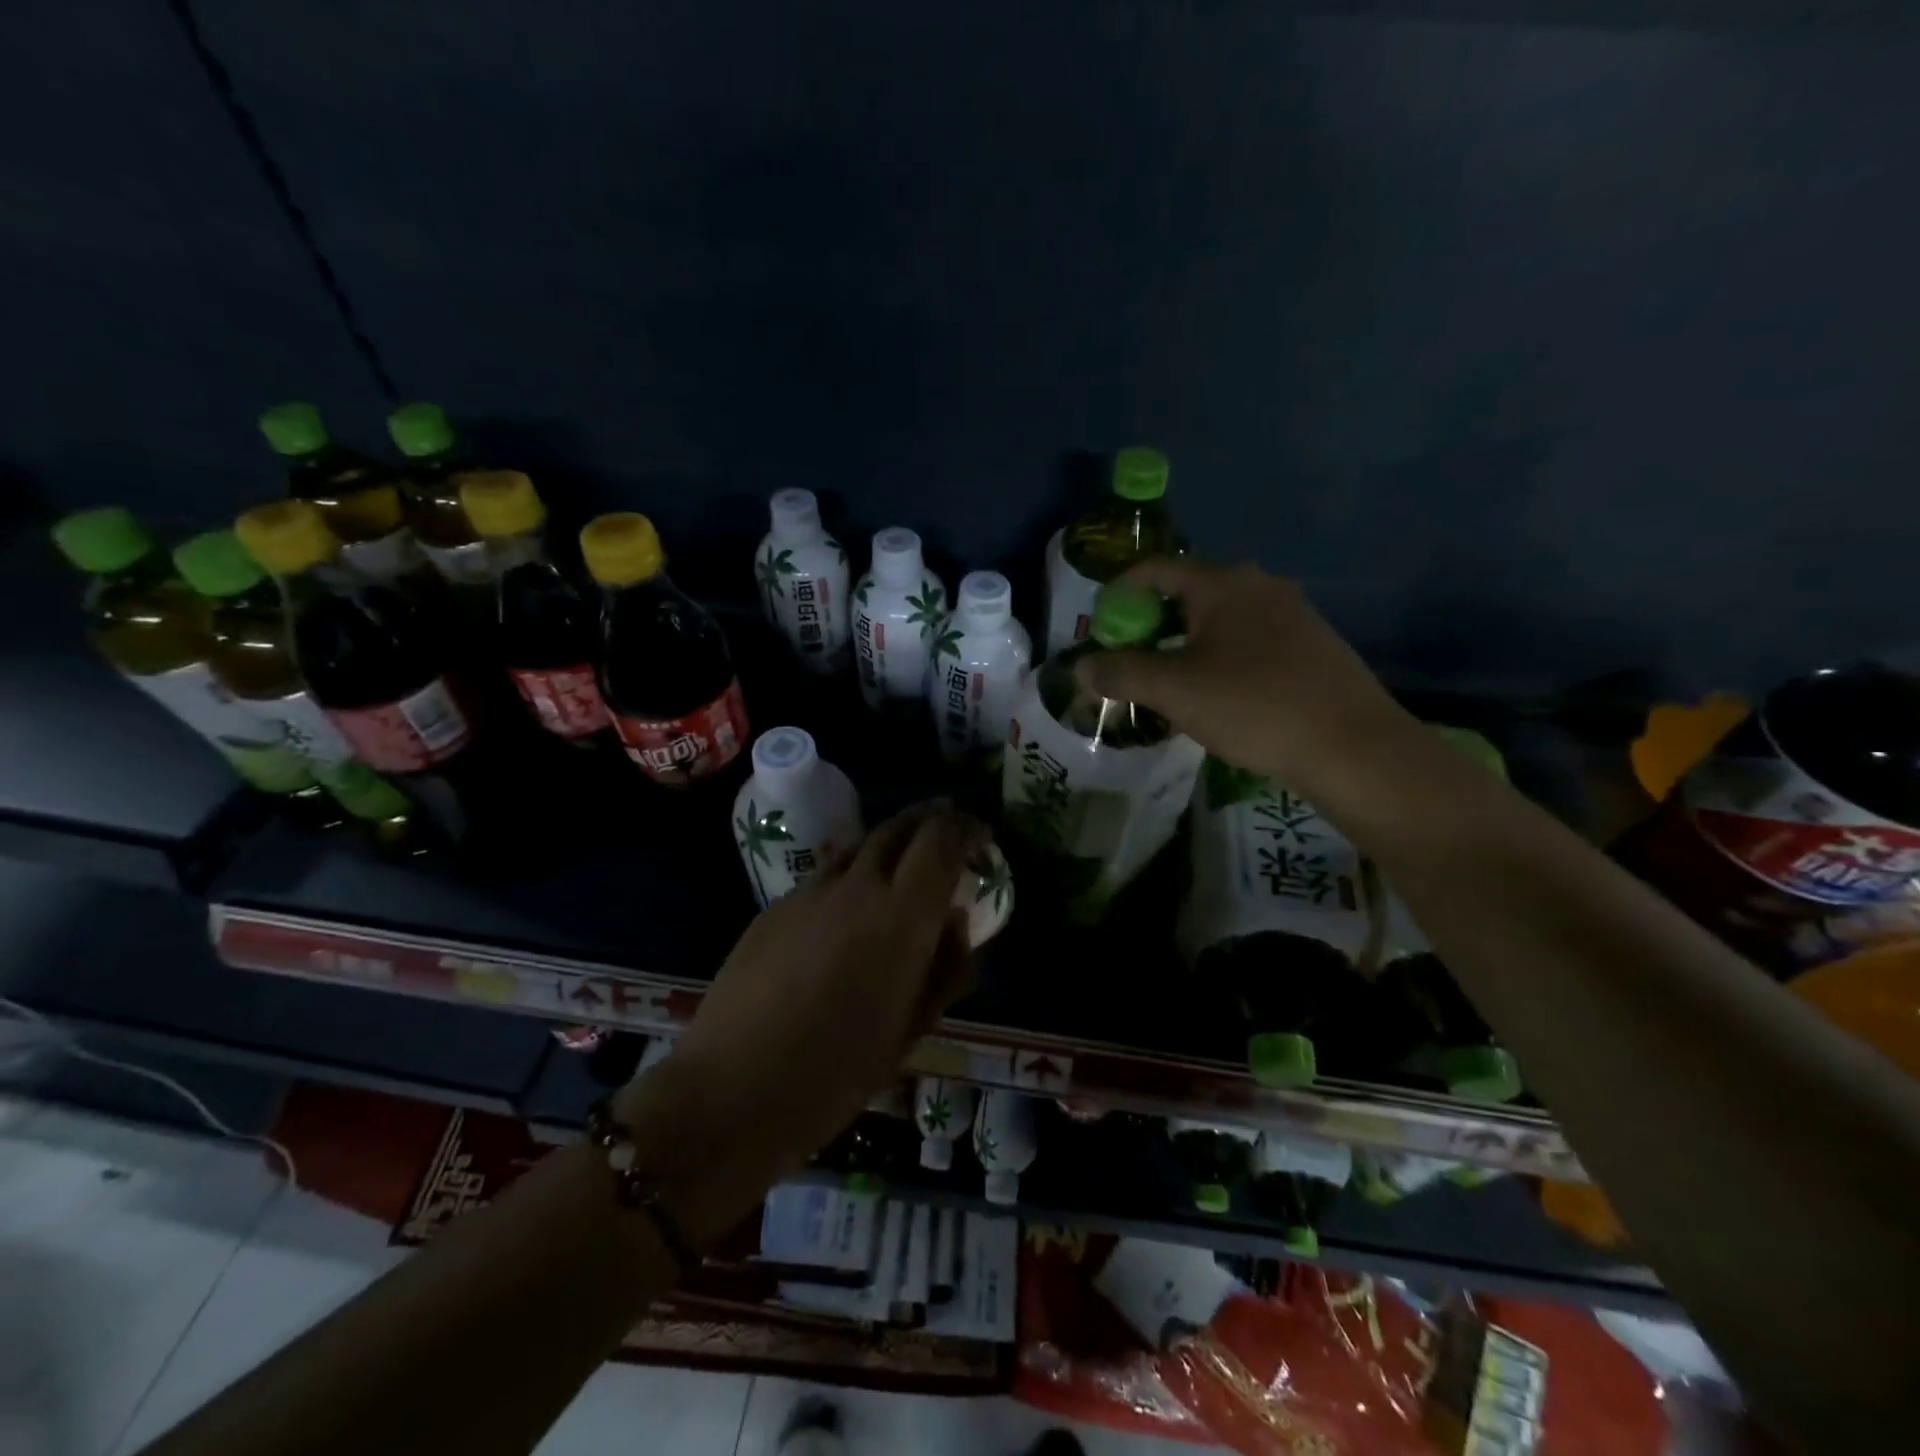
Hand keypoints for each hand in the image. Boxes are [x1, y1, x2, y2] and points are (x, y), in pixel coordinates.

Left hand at [615, 807, 986, 1241]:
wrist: (732, 1089)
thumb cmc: (837, 1071)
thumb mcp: (912, 1029)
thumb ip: (945, 967)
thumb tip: (954, 921)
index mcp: (902, 914)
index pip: (942, 837)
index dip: (966, 827)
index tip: (980, 838)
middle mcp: (858, 885)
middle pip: (900, 826)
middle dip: (930, 823)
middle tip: (946, 843)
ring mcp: (810, 891)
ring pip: (861, 844)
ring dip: (890, 846)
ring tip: (900, 874)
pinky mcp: (775, 906)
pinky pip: (827, 875)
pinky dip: (853, 877)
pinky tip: (847, 915)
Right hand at [1076, 558, 1412, 797]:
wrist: (1352, 746)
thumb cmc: (1254, 705)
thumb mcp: (1174, 690)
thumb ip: (1121, 673)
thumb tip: (1080, 667)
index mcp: (1223, 583)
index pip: (1156, 570)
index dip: (1119, 592)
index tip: (1099, 625)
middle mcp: (1260, 586)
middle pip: (1188, 593)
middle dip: (1151, 624)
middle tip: (1128, 659)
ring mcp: (1293, 614)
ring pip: (1220, 620)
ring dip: (1185, 644)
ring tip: (1166, 682)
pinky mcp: (1312, 646)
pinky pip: (1248, 641)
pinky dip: (1219, 657)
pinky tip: (1216, 695)